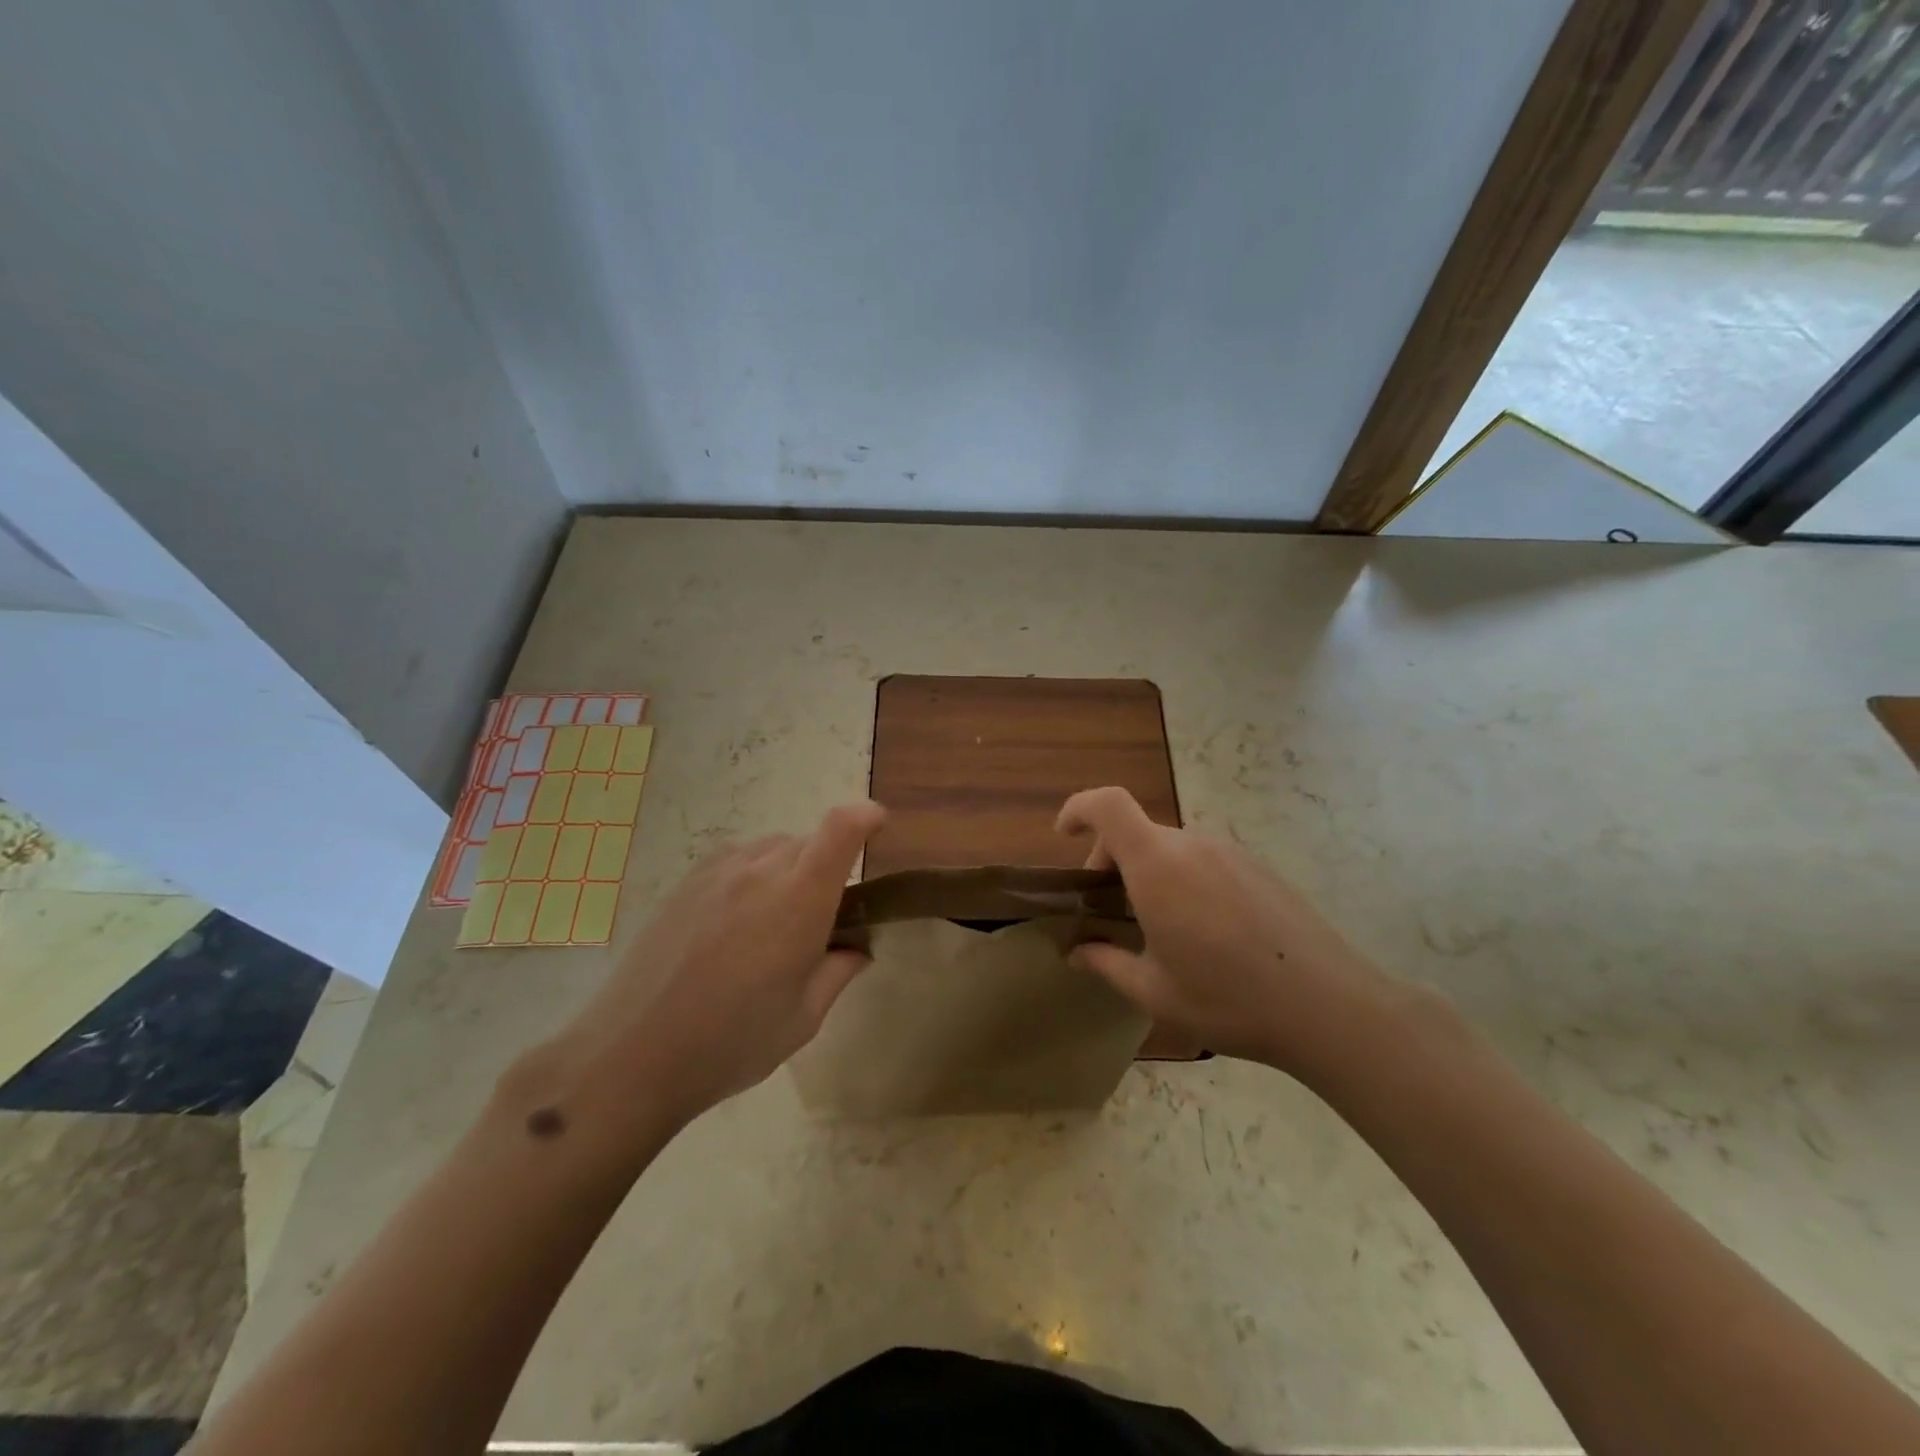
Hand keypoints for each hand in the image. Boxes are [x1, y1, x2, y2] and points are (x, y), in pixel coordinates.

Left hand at [562, 800, 886, 1123]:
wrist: (631, 1055)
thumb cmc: (730, 1042)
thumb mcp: (803, 1018)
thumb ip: (839, 971)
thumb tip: (856, 948)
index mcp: (799, 900)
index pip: (841, 828)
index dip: (866, 817)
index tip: (878, 828)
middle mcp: (760, 871)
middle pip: (809, 842)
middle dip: (827, 867)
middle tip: (819, 920)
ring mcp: (717, 872)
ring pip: (772, 849)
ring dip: (788, 871)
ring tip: (772, 924)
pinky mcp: (685, 882)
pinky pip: (736, 859)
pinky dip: (752, 875)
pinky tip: (735, 921)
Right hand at [1056, 787, 1395, 1078]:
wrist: (1329, 1006)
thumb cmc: (1229, 999)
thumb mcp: (1153, 991)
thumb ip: (1105, 963)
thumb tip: (1075, 951)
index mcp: (1157, 866)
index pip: (1107, 805)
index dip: (1078, 809)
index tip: (1064, 836)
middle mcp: (1192, 845)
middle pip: (1136, 830)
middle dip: (1110, 860)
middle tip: (1110, 912)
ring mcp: (1230, 852)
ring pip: (1170, 847)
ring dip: (1148, 872)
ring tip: (1157, 926)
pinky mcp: (1257, 867)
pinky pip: (1203, 859)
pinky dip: (1182, 878)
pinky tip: (1202, 930)